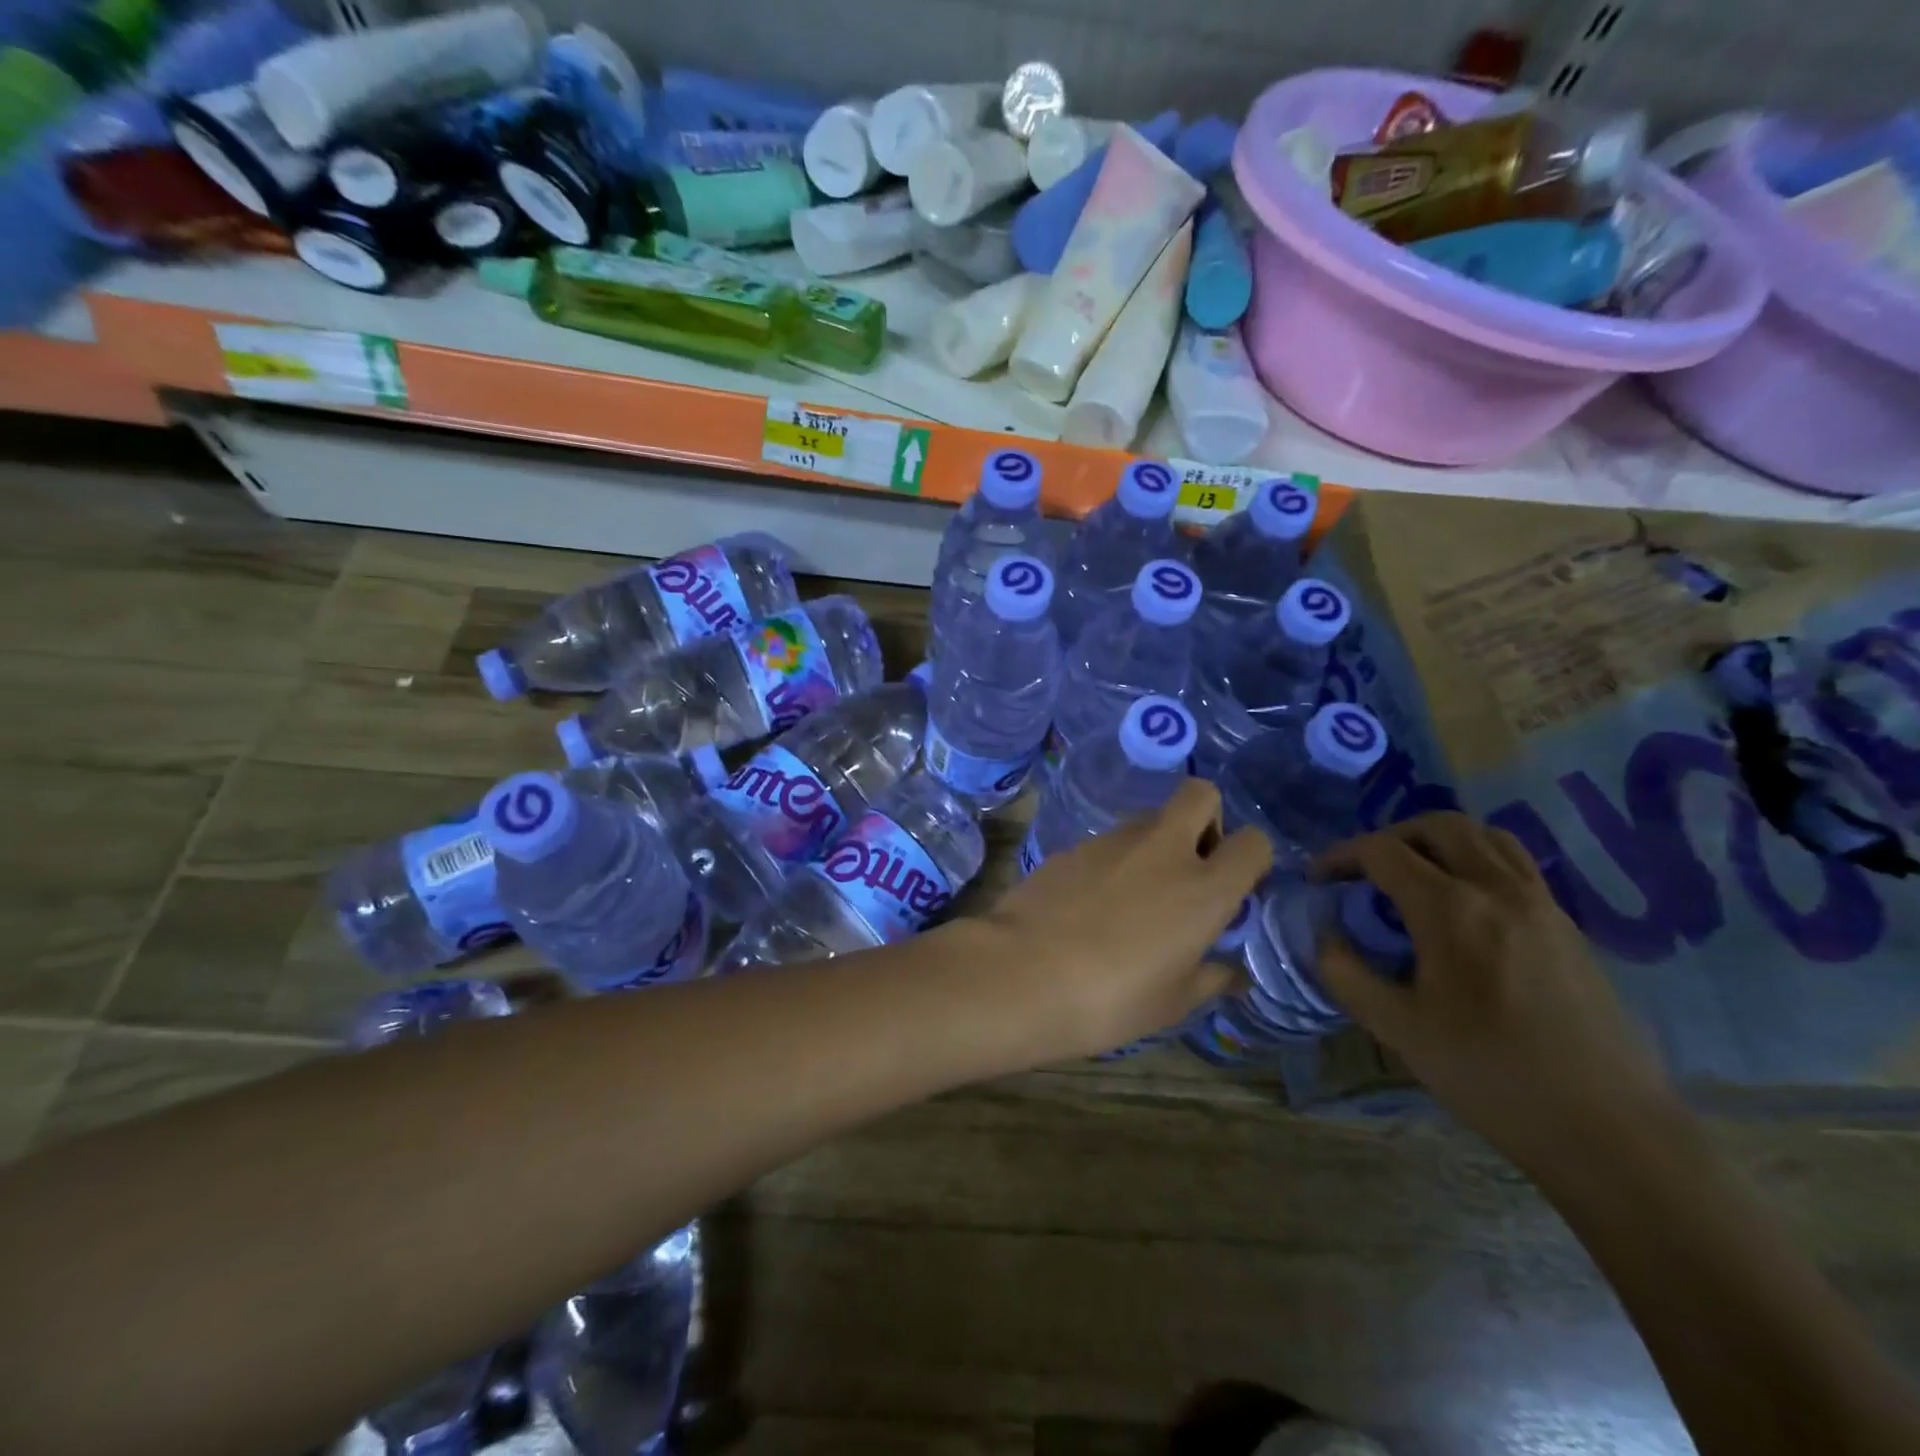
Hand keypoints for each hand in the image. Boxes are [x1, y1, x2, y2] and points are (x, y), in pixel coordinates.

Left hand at [975, 778, 1269, 1062]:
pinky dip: (1114, 860)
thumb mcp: (1172, 1003)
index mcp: (1203, 888)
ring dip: (1156, 841)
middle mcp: (1163, 849)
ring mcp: (1112, 840)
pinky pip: (1107, 841)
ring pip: (1149, 817)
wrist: (1021, 974)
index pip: (1253, 842)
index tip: (1234, 887)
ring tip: (1136, 893)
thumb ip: (1210, 978)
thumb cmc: (1111, 999)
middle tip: (1190, 866)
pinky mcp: (1072, 845)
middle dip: (1206, 819)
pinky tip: (1092, 901)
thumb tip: (1234, 973)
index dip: (1250, 859)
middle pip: (1200, 795)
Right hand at [1313, 813, 1676, 1171]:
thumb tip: (1326, 936)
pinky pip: (1515, 865)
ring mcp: (1543, 905)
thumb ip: (1346, 973)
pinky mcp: (1569, 927)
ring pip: (1486, 835)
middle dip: (1390, 837)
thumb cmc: (1492, 1077)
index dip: (1340, 856)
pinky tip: (1462, 907)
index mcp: (1452, 910)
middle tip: (1365, 871)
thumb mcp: (1398, 1030)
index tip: (1318, 879)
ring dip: (1438, 842)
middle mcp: (1499, 890)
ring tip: (1414, 876)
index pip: (1383, 852)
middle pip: (1439, 826)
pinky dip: (1476, 861)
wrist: (1609, 1131)